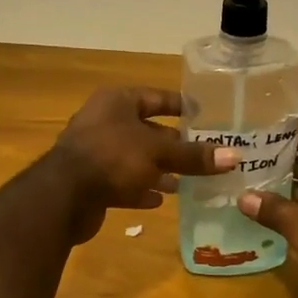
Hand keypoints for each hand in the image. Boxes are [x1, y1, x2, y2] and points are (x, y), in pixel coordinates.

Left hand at [51, 87, 237, 243]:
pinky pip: (122, 181)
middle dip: (173, 144)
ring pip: (135, 157)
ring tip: (186, 182)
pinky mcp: (91, 180)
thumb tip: (235, 157)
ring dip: (158, 169)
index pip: (156, 97)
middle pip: (146, 130)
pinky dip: (140, 188)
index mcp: (118, 102)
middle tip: (202, 155)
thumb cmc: (112, 157)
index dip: (180, 106)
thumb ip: (194, 156)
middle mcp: (104, 121)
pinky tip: (160, 200)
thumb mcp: (158, 153)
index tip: (203, 116)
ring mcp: (95, 152)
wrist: (62, 196)